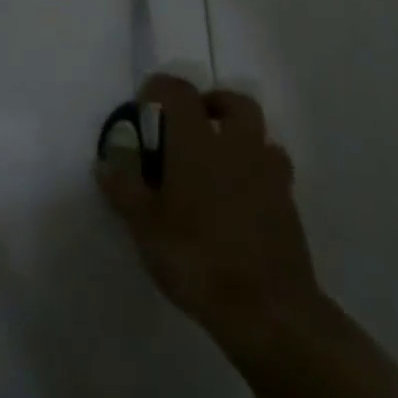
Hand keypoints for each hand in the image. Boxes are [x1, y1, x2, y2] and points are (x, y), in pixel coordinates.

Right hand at [98, 76, 322, 367]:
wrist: (267, 310)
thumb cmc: (195, 257)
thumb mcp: (143, 224)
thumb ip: (123, 185)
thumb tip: (108, 159)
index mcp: (197, 143)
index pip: (179, 91)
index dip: (159, 88)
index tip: (144, 105)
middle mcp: (237, 147)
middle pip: (235, 103)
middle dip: (211, 104)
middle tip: (188, 125)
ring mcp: (269, 176)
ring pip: (260, 136)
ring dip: (238, 137)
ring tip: (215, 163)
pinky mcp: (289, 206)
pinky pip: (273, 171)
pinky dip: (255, 171)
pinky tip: (238, 198)